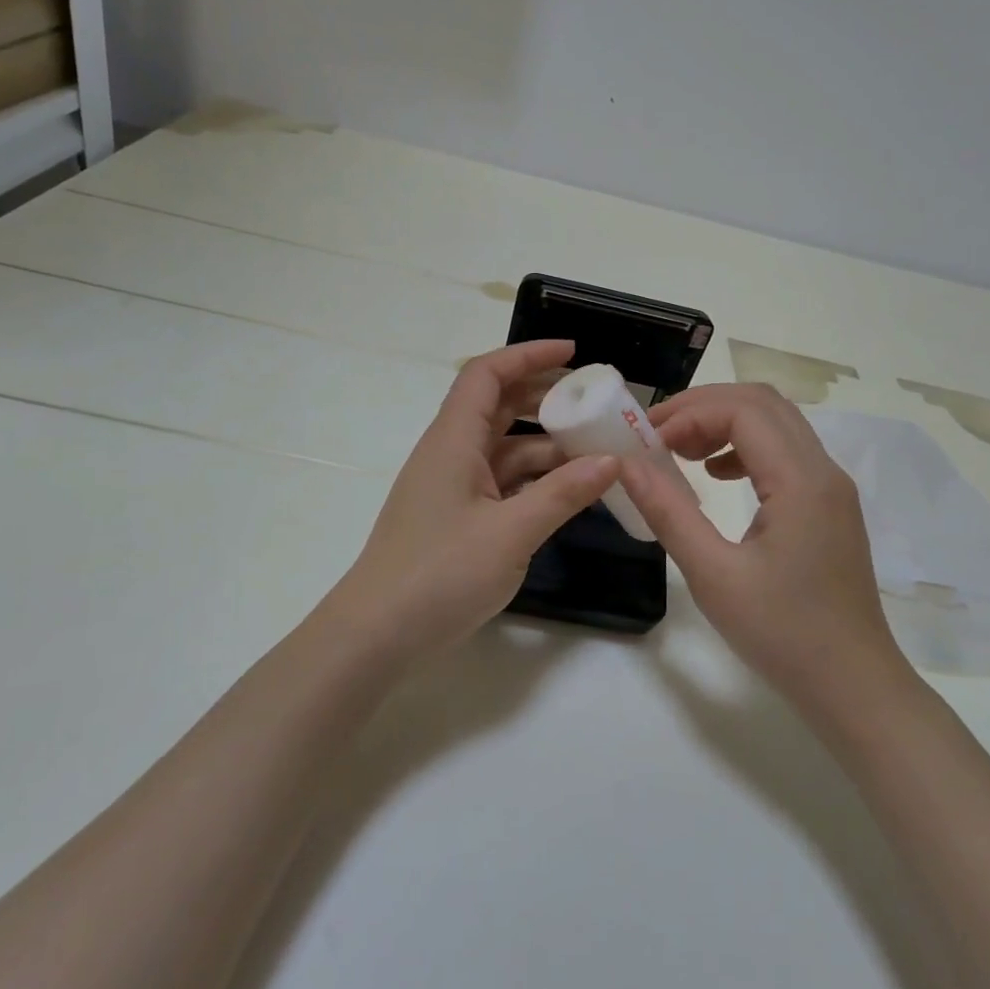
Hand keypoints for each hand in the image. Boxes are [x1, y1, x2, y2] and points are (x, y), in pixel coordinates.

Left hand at [330, 341, 619, 654]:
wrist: (377, 635)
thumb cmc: (439, 575)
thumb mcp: (511, 533)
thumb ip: (563, 494)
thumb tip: (612, 461)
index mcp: (453, 441)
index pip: (487, 374)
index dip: (529, 355)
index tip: (575, 354)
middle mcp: (451, 454)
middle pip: (498, 407)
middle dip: (545, 398)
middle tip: (595, 403)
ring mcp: (453, 488)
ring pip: (504, 449)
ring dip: (546, 446)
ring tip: (597, 452)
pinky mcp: (457, 517)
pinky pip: (501, 483)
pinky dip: (535, 481)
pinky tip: (569, 492)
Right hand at [619, 384, 917, 724]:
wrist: (854, 686)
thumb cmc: (783, 635)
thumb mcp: (714, 576)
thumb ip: (669, 512)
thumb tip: (626, 464)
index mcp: (802, 481)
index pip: (743, 411)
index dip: (689, 413)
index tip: (646, 441)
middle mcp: (824, 471)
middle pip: (763, 403)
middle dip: (704, 407)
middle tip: (657, 435)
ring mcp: (832, 489)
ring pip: (777, 424)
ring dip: (726, 424)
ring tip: (681, 453)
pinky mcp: (829, 507)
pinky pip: (786, 453)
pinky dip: (745, 448)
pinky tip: (717, 477)